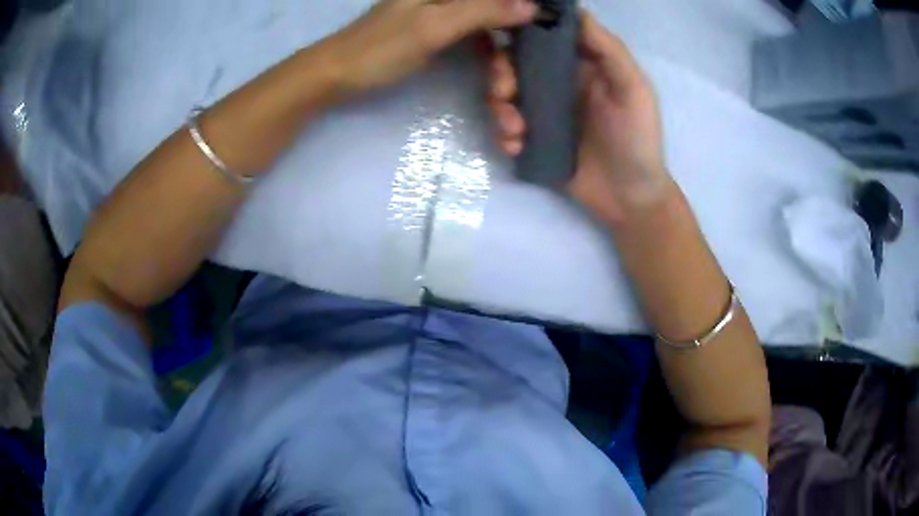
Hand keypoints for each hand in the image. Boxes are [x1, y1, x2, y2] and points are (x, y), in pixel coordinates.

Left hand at [323, 0, 536, 95]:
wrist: (335, 75)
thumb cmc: (379, 48)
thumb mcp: (433, 26)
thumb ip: (483, 10)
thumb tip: (533, 6)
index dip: (527, 9)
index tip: (548, 32)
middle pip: (499, 14)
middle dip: (513, 49)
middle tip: (515, 84)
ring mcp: (444, 13)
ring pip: (490, 31)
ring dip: (502, 65)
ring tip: (502, 101)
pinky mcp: (439, 34)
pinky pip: (476, 44)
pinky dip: (488, 63)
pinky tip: (495, 85)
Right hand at [487, 12, 670, 223]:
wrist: (628, 199)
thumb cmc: (637, 139)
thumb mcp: (632, 89)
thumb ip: (607, 49)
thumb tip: (575, 10)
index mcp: (579, 63)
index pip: (541, 36)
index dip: (520, 32)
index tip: (505, 37)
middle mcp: (557, 81)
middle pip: (513, 62)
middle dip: (500, 73)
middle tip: (504, 93)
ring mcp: (542, 111)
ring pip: (503, 94)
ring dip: (499, 108)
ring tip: (515, 131)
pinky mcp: (533, 138)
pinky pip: (505, 127)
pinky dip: (502, 135)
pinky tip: (516, 147)